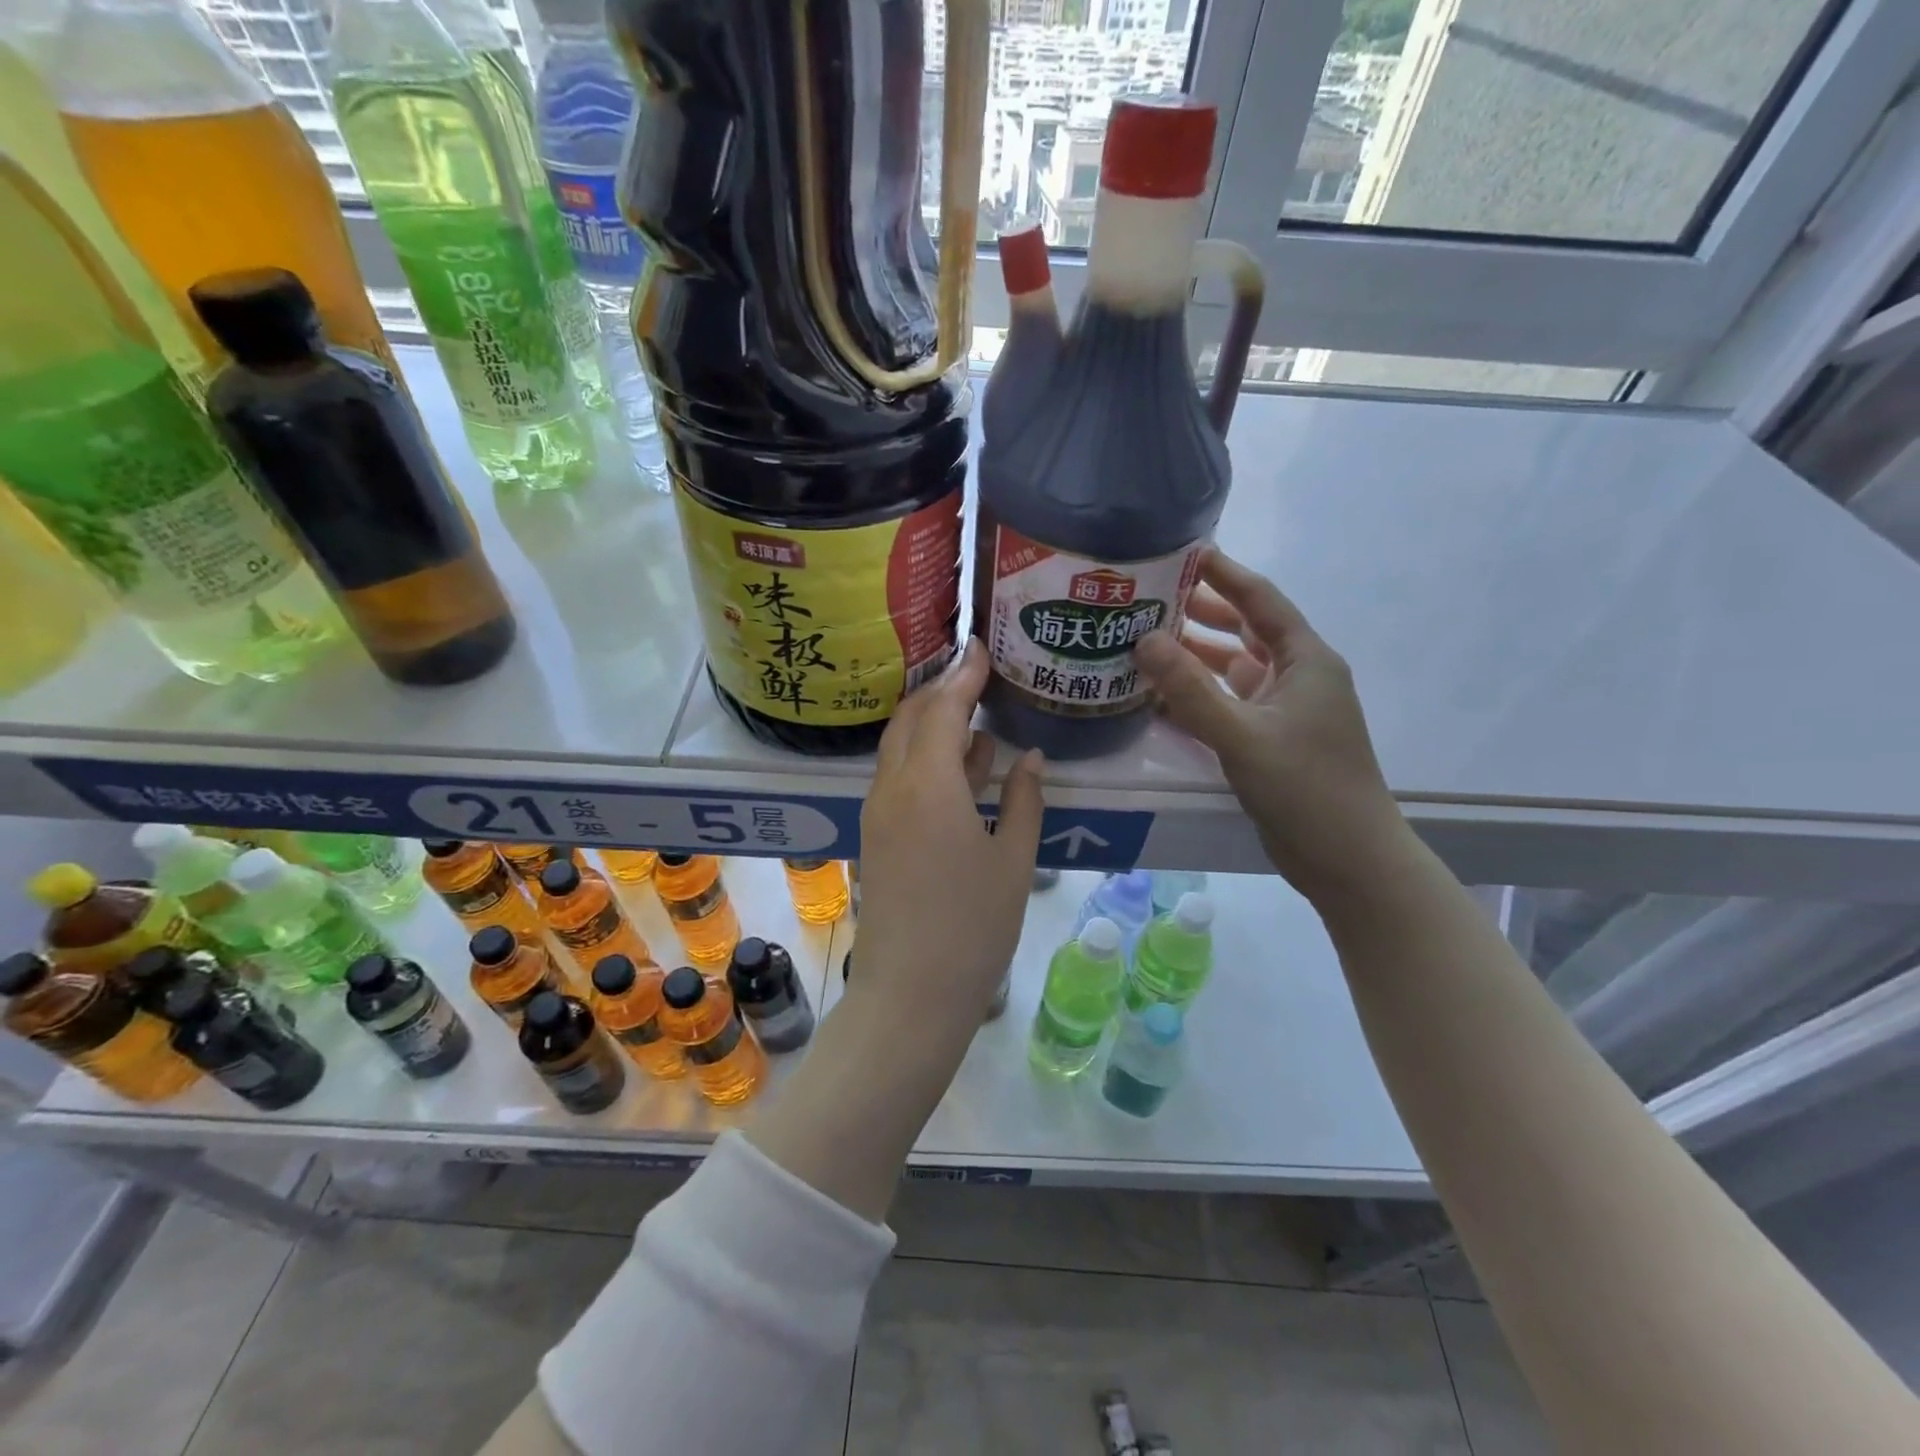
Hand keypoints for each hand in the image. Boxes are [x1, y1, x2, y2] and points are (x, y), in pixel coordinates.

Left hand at [854, 639, 1045, 1029]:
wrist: (911, 993)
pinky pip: (898, 778)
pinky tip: (962, 767)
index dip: (964, 674)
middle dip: (941, 690)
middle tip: (978, 676)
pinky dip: (926, 758)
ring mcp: (878, 812)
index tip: (982, 647)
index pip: (943, 707)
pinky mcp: (876, 835)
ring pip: (900, 747)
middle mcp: (893, 787)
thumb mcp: (1014, 861)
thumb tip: (1031, 759)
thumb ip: (1023, 800)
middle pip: (910, 718)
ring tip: (976, 714)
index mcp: (928, 784)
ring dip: (932, 724)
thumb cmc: (973, 927)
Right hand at [1135, 549, 1406, 903]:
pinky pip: (1226, 704)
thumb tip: (1143, 640)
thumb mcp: (1243, 736)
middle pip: (1243, 630)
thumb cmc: (1307, 789)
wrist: (1348, 860)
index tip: (1182, 551)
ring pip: (1231, 669)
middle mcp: (1296, 677)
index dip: (1223, 573)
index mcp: (1305, 660)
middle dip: (1199, 611)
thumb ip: (1190, 690)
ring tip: (1142, 640)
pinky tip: (1158, 695)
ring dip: (1193, 655)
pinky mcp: (1268, 741)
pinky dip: (1195, 696)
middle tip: (1147, 598)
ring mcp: (1282, 711)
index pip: (1260, 600)